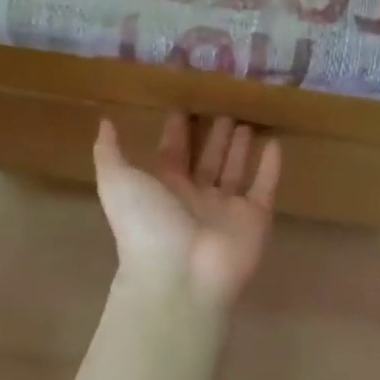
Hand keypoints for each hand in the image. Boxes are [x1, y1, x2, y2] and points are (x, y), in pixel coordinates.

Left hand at [93, 114, 280, 310]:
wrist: (180, 276)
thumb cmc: (146, 224)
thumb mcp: (117, 182)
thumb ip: (109, 152)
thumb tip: (105, 123)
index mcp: (163, 188)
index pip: (172, 153)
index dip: (177, 130)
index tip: (185, 104)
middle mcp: (195, 197)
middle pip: (207, 160)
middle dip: (214, 135)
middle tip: (224, 106)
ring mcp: (226, 209)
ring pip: (235, 171)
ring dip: (240, 147)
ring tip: (247, 120)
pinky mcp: (255, 219)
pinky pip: (264, 188)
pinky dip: (270, 168)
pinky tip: (275, 144)